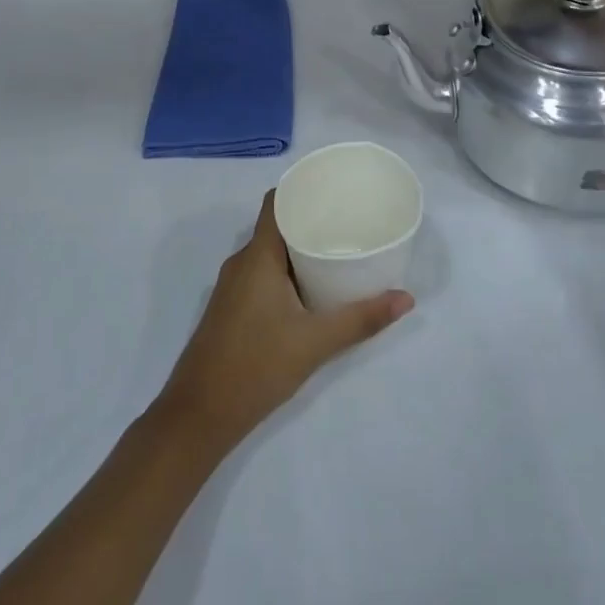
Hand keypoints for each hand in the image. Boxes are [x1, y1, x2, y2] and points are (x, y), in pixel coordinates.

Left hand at [153, 192, 412, 456]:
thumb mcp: (315, 343)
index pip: (276, 202)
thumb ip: (360, 319)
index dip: (302, 189)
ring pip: (269, 253)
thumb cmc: (256, 366)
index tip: (334, 189)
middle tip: (349, 221)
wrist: (199, 415)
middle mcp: (242, 262)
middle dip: (310, 220)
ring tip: (337, 251)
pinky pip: (262, 273)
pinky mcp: (232, 308)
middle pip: (276, 226)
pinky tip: (311, 288)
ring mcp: (233, 286)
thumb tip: (405, 299)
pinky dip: (286, 271)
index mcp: (257, 256)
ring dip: (299, 249)